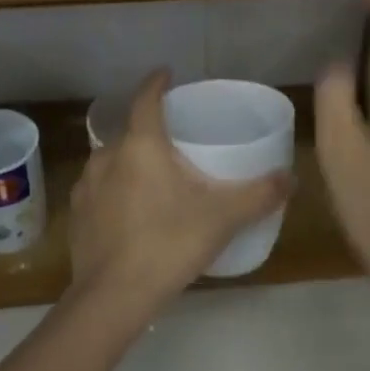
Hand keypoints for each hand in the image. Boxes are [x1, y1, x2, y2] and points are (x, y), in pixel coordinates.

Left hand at [65, 71, 291, 326]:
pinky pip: (99, 190)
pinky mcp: (77, 216)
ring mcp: (86, 186)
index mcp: (141, 145)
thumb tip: (292, 178)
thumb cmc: (170, 242)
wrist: (114, 296)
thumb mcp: (224, 217)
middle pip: (128, 130)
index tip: (167, 73)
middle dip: (148, 128)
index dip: (157, 82)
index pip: (146, 98)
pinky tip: (130, 212)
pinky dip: (115, 190)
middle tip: (172, 138)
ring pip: (110, 161)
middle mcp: (107, 156)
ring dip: (129, 161)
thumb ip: (260, 194)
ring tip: (152, 176)